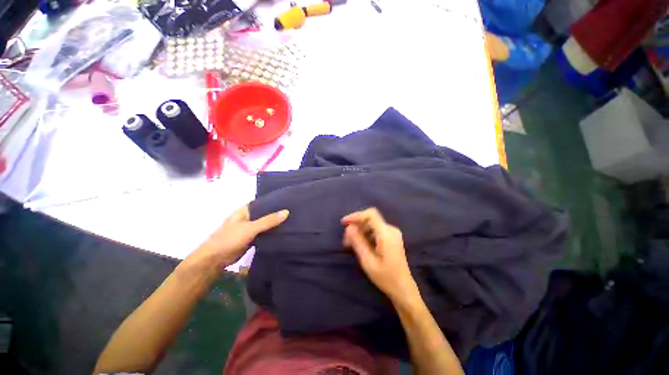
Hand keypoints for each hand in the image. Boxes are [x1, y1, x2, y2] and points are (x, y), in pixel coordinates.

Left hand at [190, 205, 288, 269]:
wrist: (215, 260)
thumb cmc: (229, 239)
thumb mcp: (250, 228)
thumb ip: (268, 221)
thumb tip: (286, 212)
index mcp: (245, 210)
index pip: (263, 203)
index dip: (275, 202)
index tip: (290, 201)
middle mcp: (249, 218)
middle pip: (266, 214)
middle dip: (278, 214)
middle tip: (295, 211)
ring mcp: (250, 229)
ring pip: (266, 225)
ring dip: (276, 224)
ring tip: (293, 220)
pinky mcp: (252, 239)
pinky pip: (265, 234)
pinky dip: (273, 233)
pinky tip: (285, 232)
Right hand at [341, 208, 417, 301]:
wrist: (403, 289)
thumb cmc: (385, 277)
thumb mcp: (368, 261)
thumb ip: (358, 242)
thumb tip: (349, 227)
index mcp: (387, 234)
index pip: (370, 215)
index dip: (356, 216)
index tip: (344, 223)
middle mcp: (391, 230)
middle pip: (370, 219)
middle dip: (356, 226)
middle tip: (346, 240)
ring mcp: (393, 233)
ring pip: (372, 224)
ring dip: (360, 231)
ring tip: (351, 244)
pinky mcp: (392, 238)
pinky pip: (376, 230)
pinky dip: (366, 234)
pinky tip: (361, 244)